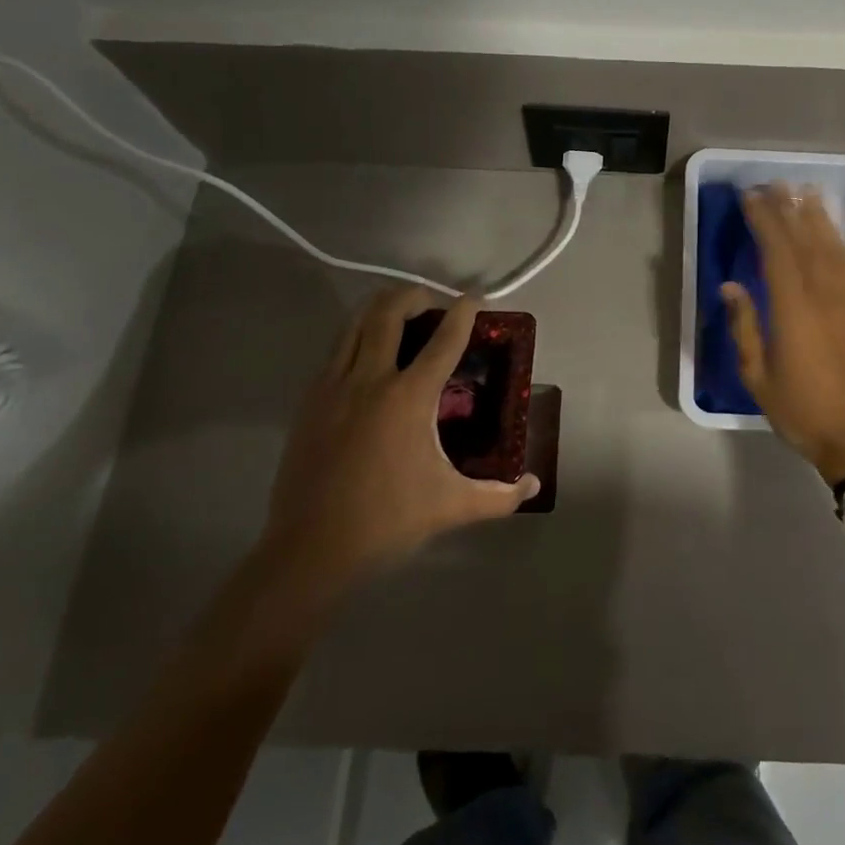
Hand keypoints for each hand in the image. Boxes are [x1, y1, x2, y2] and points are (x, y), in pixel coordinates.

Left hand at [263, 288, 538, 597]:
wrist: (310, 550)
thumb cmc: (388, 521)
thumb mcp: (452, 506)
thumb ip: (500, 495)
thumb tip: (535, 485)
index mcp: (408, 398)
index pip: (444, 340)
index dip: (464, 313)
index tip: (476, 298)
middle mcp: (370, 380)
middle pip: (388, 312)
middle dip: (414, 295)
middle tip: (435, 303)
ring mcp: (333, 387)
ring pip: (355, 324)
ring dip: (381, 310)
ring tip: (401, 315)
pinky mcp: (309, 402)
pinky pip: (335, 351)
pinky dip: (357, 338)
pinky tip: (368, 357)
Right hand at [722, 185, 844, 484]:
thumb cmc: (802, 411)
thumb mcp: (758, 377)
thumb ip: (745, 327)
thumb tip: (730, 286)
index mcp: (794, 310)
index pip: (778, 251)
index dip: (765, 219)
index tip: (751, 196)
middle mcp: (826, 296)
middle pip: (806, 241)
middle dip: (789, 209)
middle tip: (774, 183)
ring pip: (833, 248)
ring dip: (818, 217)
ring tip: (805, 191)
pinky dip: (838, 242)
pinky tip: (830, 232)